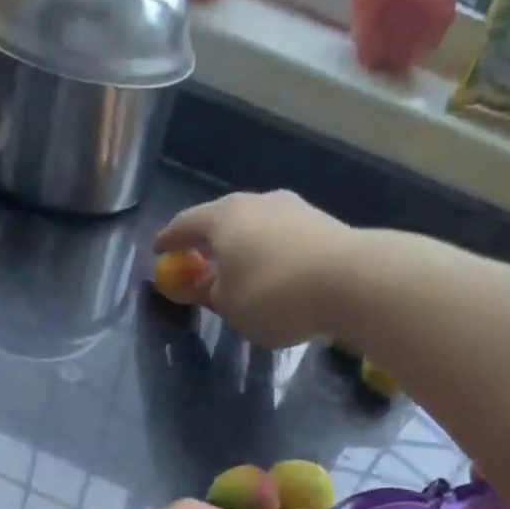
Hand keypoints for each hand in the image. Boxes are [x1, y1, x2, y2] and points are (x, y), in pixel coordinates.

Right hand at [153, 190, 358, 347]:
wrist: (351, 281)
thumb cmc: (273, 295)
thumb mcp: (229, 306)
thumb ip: (207, 294)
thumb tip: (197, 285)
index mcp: (223, 218)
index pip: (185, 225)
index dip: (169, 240)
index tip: (158, 250)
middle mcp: (256, 202)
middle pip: (222, 221)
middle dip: (208, 243)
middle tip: (199, 264)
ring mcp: (292, 208)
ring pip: (256, 228)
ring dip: (243, 249)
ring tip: (240, 273)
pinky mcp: (321, 224)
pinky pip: (282, 239)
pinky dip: (270, 255)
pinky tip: (275, 276)